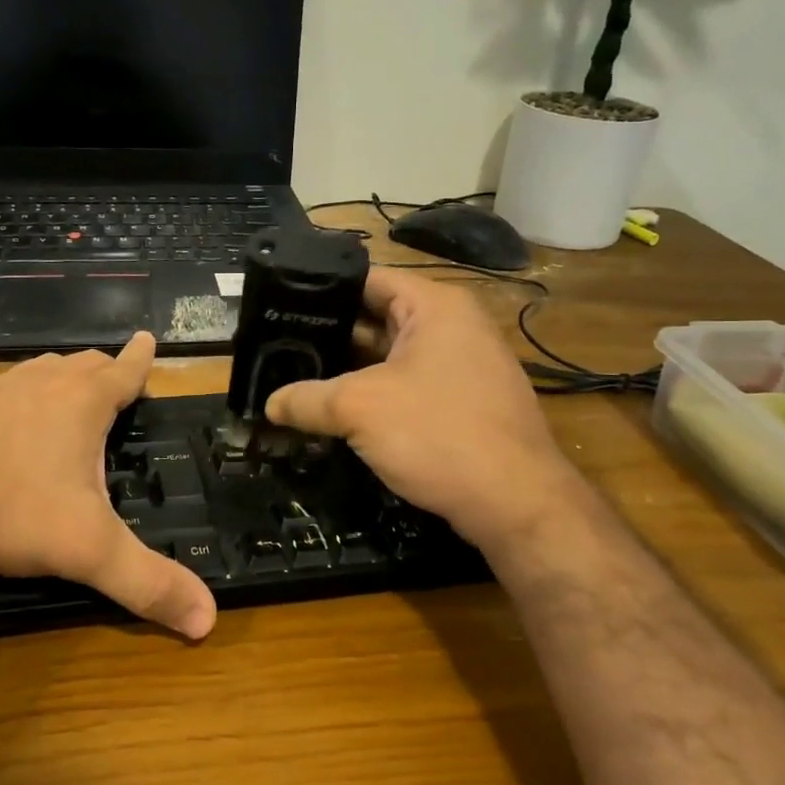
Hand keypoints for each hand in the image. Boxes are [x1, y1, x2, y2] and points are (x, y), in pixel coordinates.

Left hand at [0, 333, 216, 638]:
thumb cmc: (6, 510)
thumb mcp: (86, 550)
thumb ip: (147, 583)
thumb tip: (208, 620)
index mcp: (80, 403)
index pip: (124, 372)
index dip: (141, 358)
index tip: (149, 337)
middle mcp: (39, 384)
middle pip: (82, 365)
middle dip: (104, 370)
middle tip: (116, 378)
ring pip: (39, 372)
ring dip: (61, 379)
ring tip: (68, 394)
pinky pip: (0, 392)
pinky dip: (18, 399)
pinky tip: (6, 425)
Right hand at [265, 269, 579, 549]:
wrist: (517, 505)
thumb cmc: (439, 434)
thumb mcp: (359, 409)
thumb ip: (307, 399)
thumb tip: (268, 405)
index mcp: (434, 305)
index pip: (367, 279)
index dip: (321, 290)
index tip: (279, 306)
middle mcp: (451, 326)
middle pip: (375, 318)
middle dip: (328, 336)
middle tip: (277, 348)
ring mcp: (460, 367)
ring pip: (388, 357)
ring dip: (347, 371)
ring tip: (294, 378)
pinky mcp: (461, 403)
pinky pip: (405, 386)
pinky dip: (372, 395)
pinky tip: (334, 412)